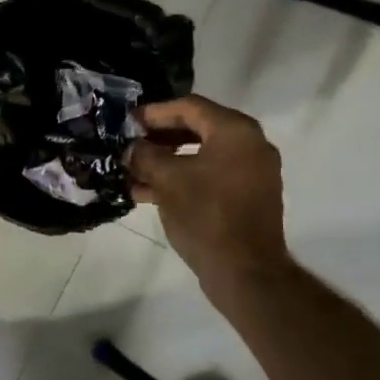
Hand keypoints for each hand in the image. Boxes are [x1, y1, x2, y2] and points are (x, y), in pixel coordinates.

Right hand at [127, 95, 290, 293]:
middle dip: (159, 137)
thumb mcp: (167, 180)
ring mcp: (252, 172)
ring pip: (201, 155)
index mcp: (235, 131)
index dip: (154, 112)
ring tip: (132, 171)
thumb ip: (145, 155)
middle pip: (197, 128)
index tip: (127, 121)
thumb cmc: (206, 215)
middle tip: (129, 143)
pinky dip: (183, 178)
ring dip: (166, 160)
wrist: (245, 272)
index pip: (189, 107)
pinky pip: (210, 176)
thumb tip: (131, 148)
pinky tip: (148, 192)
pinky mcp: (247, 197)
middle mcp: (250, 144)